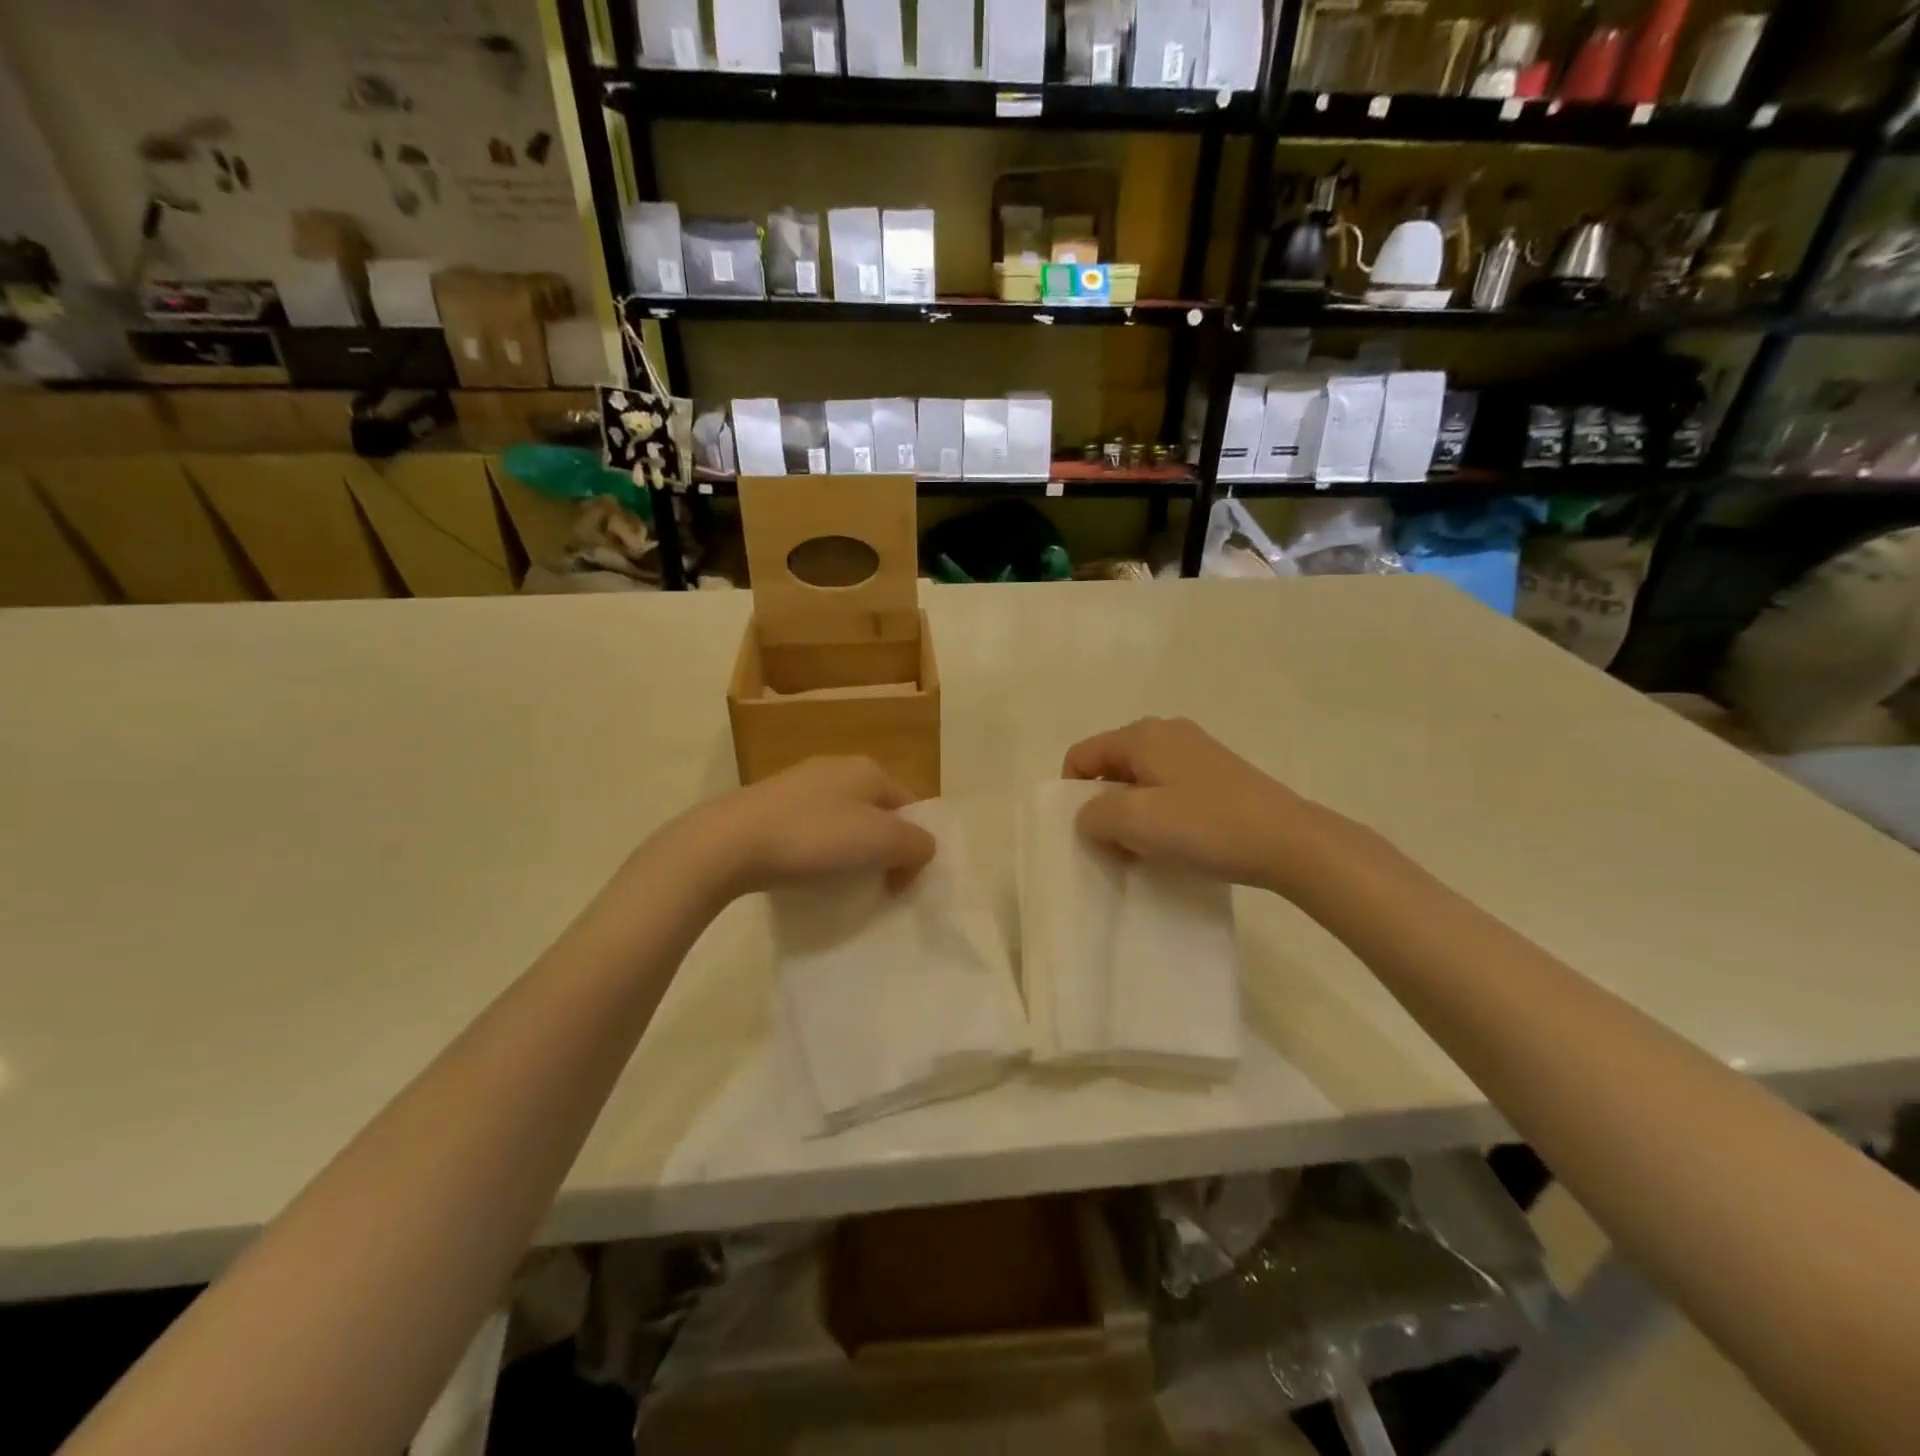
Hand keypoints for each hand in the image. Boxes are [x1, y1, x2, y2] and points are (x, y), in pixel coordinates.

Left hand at [675, 757, 936, 899]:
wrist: (729, 842)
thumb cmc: (814, 837)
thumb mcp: (882, 841)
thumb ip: (916, 843)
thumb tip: (920, 849)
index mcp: (867, 769)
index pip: (909, 806)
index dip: (914, 845)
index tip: (901, 883)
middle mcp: (836, 768)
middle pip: (876, 813)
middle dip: (881, 850)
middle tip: (876, 885)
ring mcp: (798, 785)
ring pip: (841, 822)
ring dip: (848, 853)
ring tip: (839, 884)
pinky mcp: (769, 806)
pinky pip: (809, 831)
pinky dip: (815, 853)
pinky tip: (804, 874)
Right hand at [1063, 717, 1332, 892]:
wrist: (1288, 841)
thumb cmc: (1204, 826)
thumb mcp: (1134, 821)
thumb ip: (1093, 815)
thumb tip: (1090, 816)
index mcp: (1142, 735)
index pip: (1081, 755)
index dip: (1071, 794)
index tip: (1086, 832)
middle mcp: (1167, 732)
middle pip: (1111, 766)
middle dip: (1103, 805)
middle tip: (1114, 845)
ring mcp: (1196, 751)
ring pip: (1141, 781)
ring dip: (1132, 814)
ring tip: (1145, 849)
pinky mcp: (1218, 774)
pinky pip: (1169, 789)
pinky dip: (1160, 814)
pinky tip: (1176, 842)